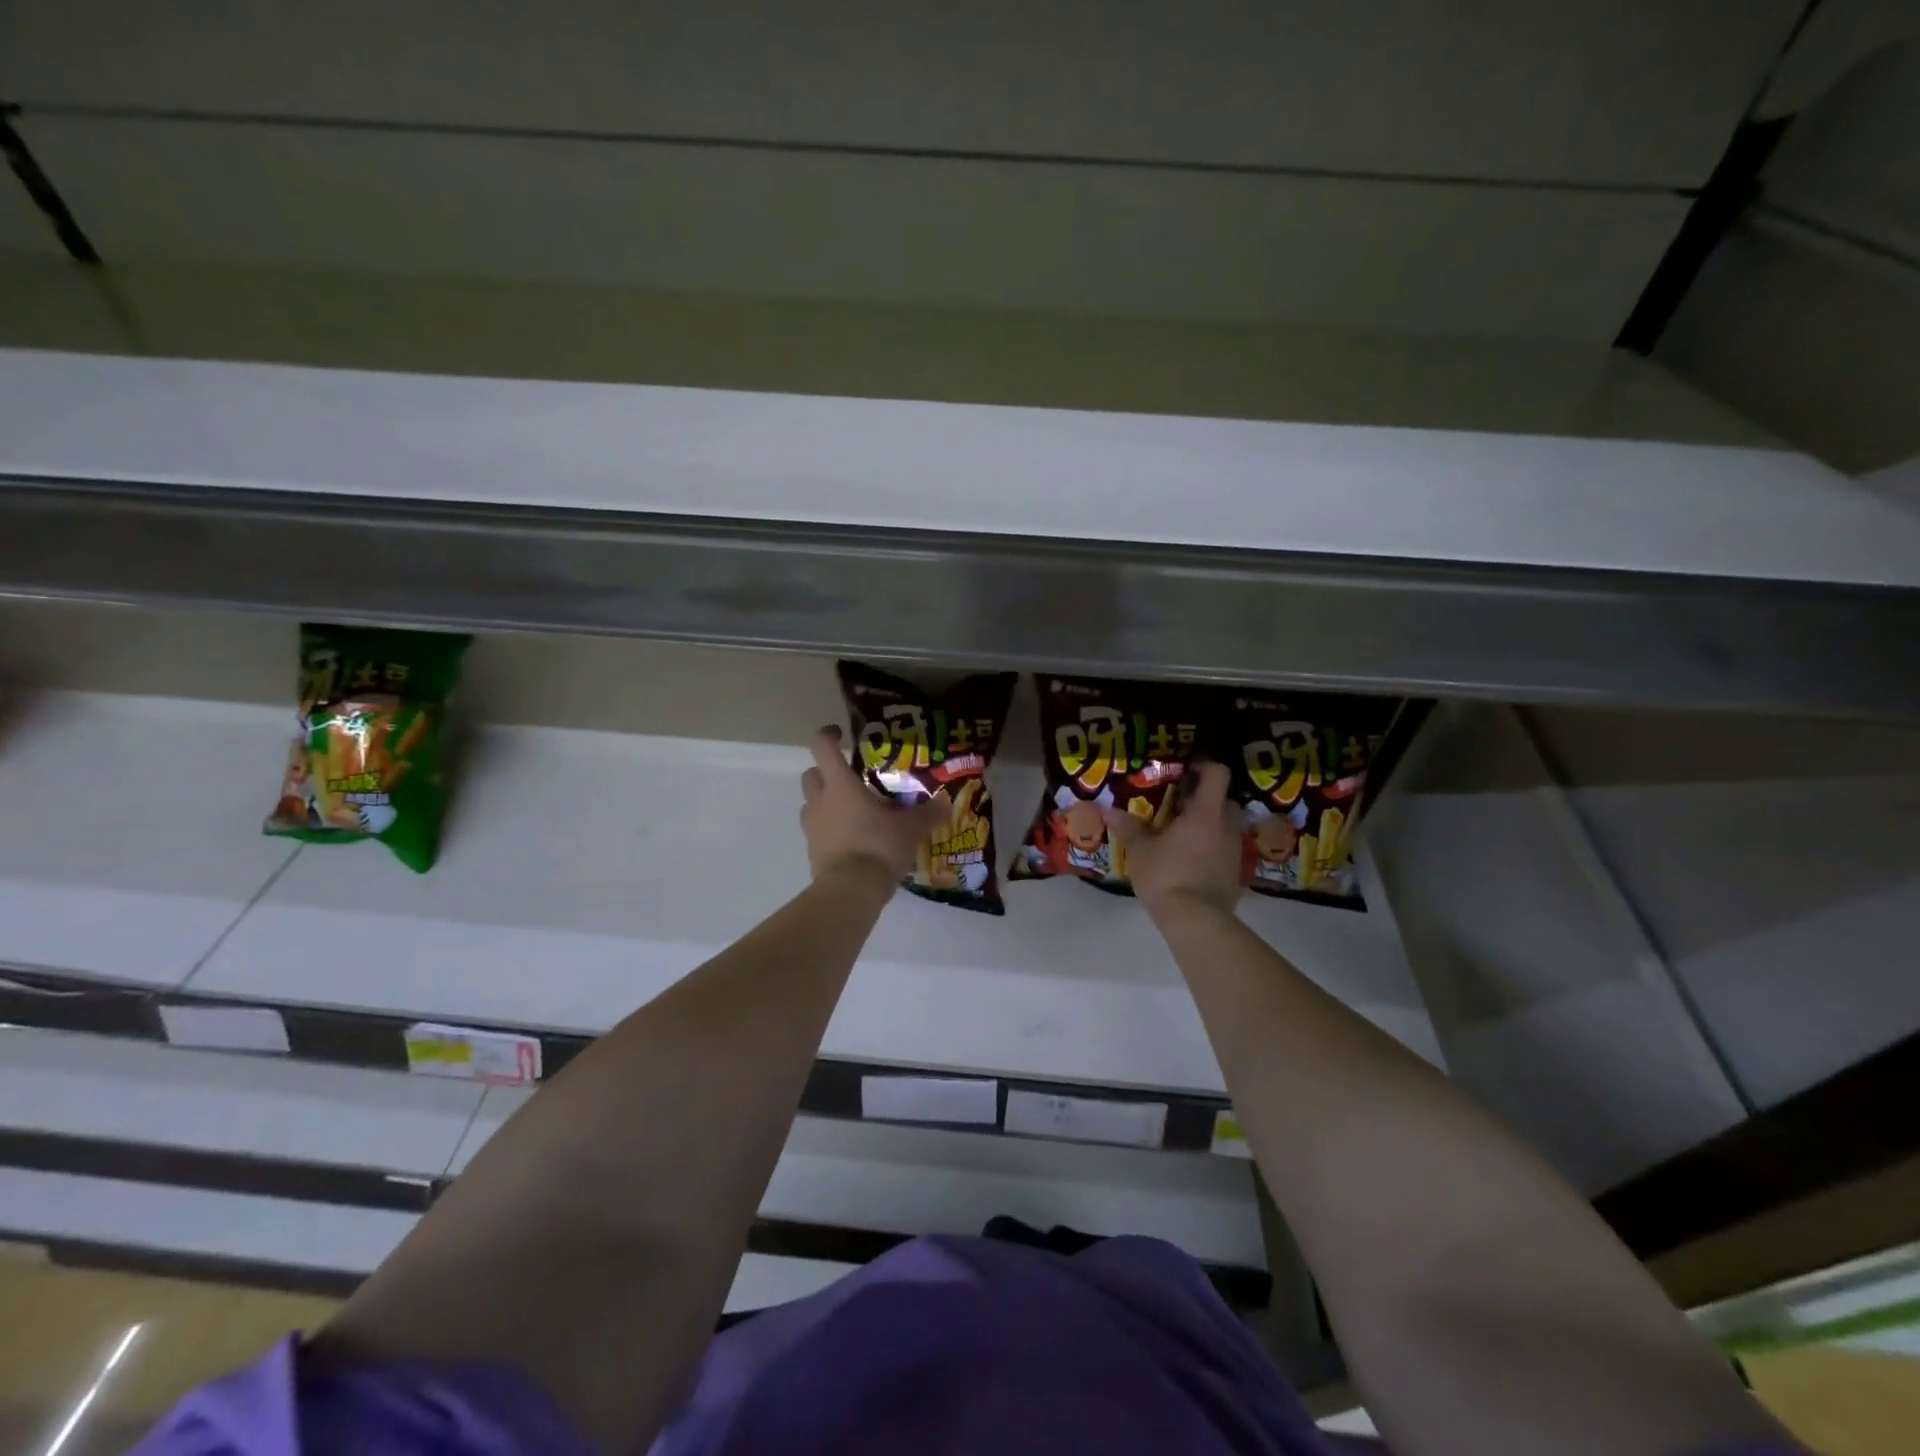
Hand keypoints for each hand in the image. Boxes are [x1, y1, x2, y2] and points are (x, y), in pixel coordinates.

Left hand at [800, 726, 946, 887]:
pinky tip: (852, 840)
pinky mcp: (812, 852)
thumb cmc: (879, 847)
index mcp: (840, 785)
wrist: (851, 891)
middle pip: (810, 774)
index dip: (828, 736)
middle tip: (849, 778)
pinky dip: (830, 830)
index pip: (823, 748)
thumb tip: (946, 802)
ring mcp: (812, 828)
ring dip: (825, 802)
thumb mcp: (911, 829)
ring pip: (810, 804)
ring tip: (852, 811)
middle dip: (825, 772)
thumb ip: (928, 813)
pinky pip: (817, 832)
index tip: (839, 734)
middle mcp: (820, 801)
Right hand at [1104, 761, 1244, 917]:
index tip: (1186, 771)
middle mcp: (1226, 827)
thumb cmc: (1167, 875)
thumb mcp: (1140, 851)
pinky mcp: (1235, 874)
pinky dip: (1211, 849)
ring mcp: (1234, 851)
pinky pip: (1224, 850)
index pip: (1217, 775)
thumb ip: (1128, 828)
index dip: (1204, 767)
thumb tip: (1109, 811)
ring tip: (1182, 835)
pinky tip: (1190, 861)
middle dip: (1206, 800)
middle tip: (1180, 806)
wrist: (1196, 921)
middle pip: (1225, 800)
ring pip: (1226, 826)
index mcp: (1206, 813)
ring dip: (1210, 825)